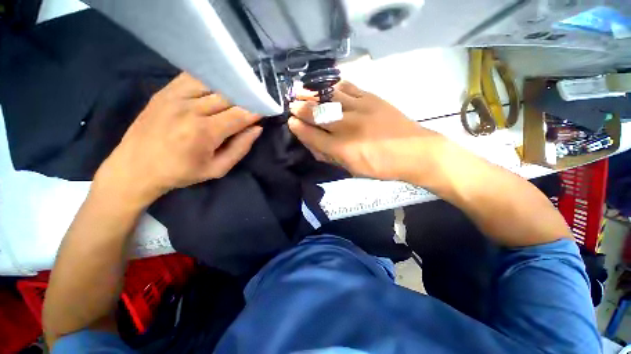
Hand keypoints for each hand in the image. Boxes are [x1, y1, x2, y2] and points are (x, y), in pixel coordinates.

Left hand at [94, 73, 261, 207]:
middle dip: (245, 98)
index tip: (265, 110)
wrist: (135, 167)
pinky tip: (216, 87)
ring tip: (238, 94)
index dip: (255, 111)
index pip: (239, 115)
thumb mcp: (217, 169)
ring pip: (212, 83)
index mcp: (204, 132)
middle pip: (228, 96)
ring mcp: (175, 97)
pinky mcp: (164, 92)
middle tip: (255, 102)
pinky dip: (209, 80)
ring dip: (229, 88)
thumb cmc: (181, 172)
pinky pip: (192, 78)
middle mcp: (190, 109)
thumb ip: (240, 148)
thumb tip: (257, 129)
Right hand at [289, 81, 445, 181]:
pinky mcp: (372, 98)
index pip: (312, 135)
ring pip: (329, 97)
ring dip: (312, 93)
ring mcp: (359, 109)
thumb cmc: (381, 166)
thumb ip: (331, 157)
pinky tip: (327, 85)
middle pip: (317, 114)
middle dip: (301, 108)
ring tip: (301, 89)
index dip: (299, 128)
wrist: (415, 151)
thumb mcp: (353, 170)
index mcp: (342, 148)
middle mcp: (347, 126)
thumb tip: (314, 145)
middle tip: (291, 103)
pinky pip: (348, 87)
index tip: (290, 121)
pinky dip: (334, 85)